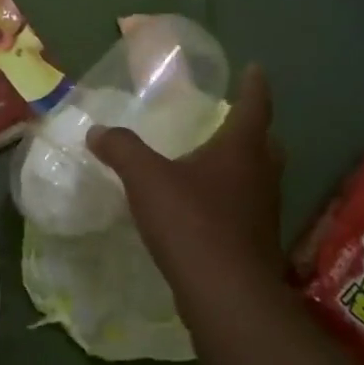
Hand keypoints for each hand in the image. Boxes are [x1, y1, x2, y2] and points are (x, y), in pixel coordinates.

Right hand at [87, 65, 284, 279]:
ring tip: (215, 162)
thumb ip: (121, 149)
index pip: (254, 107)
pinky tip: (206, 208)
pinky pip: (247, 209)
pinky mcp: (257, 244)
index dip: (255, 86)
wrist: (226, 295)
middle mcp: (261, 177)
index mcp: (241, 151)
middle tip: (234, 120)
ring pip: (260, 178)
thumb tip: (97, 131)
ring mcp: (263, 213)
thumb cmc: (191, 222)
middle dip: (254, 130)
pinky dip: (232, 200)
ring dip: (244, 166)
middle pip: (266, 144)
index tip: (256, 69)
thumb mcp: (146, 178)